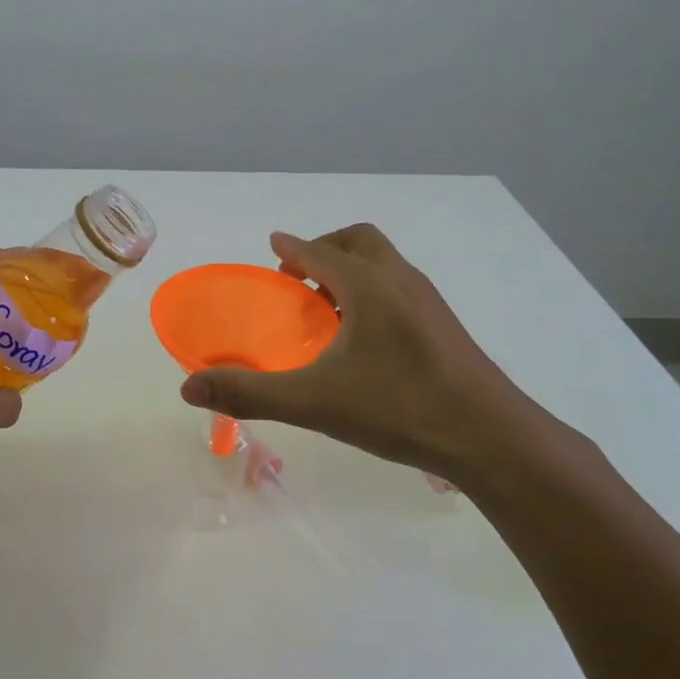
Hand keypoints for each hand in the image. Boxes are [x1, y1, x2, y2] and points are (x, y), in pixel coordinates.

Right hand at [180, 225, 569, 493]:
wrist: (490, 437)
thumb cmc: (399, 408)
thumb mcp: (314, 402)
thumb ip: (249, 393)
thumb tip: (189, 388)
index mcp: (368, 286)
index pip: (321, 252)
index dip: (292, 247)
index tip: (274, 246)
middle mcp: (401, 281)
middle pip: (360, 241)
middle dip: (326, 249)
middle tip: (299, 278)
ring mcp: (429, 302)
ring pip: (385, 264)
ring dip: (352, 269)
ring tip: (327, 308)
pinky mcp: (445, 326)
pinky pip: (401, 287)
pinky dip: (374, 291)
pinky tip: (366, 338)